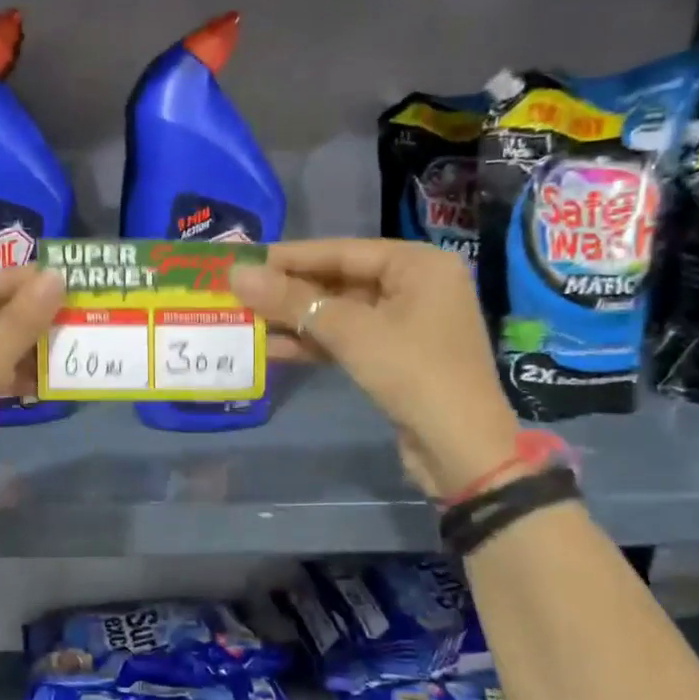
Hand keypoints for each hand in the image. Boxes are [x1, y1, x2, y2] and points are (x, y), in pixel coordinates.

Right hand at [231, 240, 520, 497]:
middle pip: (339, 280)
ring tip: (247, 321)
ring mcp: (406, 323)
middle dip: (289, 292)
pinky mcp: (395, 357)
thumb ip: (292, 301)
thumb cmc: (413, 373)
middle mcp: (416, 286)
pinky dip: (314, 344)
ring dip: (296, 320)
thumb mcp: (350, 332)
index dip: (290, 257)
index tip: (244, 261)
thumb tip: (237, 274)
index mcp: (418, 265)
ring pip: (339, 313)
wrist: (462, 449)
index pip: (342, 251)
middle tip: (239, 293)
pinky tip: (273, 349)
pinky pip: (347, 339)